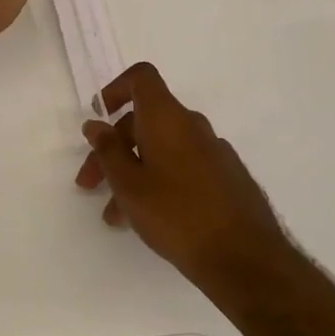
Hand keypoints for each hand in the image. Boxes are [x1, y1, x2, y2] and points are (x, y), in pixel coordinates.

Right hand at [74, 62, 289, 277]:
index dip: (116, 89)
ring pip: (161, 149)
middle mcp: (192, 126)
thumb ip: (108, 150)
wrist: (244, 257)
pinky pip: (182, 167)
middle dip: (113, 148)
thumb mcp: (129, 184)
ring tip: (115, 214)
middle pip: (145, 121)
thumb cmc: (176, 214)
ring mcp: (213, 151)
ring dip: (132, 172)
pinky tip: (147, 219)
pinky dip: (158, 182)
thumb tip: (95, 124)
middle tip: (90, 183)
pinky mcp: (225, 177)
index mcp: (167, 118)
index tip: (99, 119)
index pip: (142, 78)